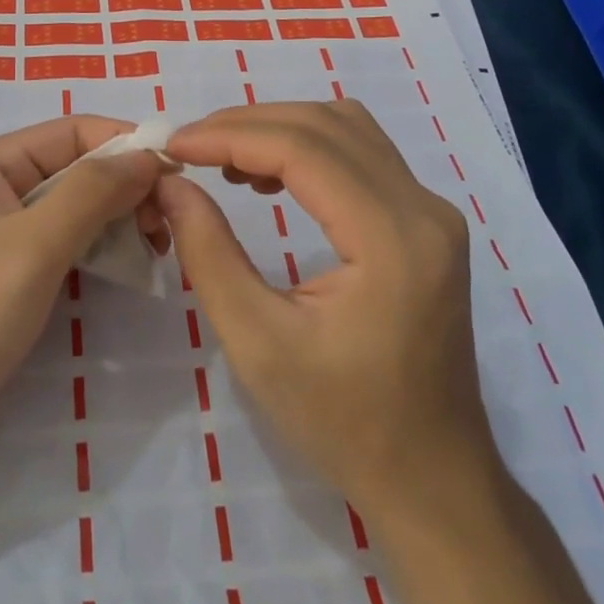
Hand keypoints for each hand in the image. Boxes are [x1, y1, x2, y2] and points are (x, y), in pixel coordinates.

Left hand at [0, 117, 170, 482]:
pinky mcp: (12, 277)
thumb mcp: (33, 245)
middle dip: (126, 187)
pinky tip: (130, 267)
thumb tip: (150, 154)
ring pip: (76, 208)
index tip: (179, 169)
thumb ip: (93, 192)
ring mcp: (3, 236)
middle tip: (168, 223)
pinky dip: (100, 249)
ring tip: (158, 247)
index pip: (72, 132)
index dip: (126, 143)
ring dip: (118, 220)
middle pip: (76, 168)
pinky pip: (67, 245)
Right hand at [160, 100, 493, 516]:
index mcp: (392, 240)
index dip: (230, 136)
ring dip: (278, 129)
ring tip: (221, 158)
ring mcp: (432, 212)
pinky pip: (361, 154)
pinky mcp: (426, 221)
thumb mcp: (258, 343)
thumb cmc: (343, 422)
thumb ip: (209, 253)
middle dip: (248, 124)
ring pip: (346, 128)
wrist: (432, 479)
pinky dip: (307, 148)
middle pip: (326, 125)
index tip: (173, 146)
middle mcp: (423, 209)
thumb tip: (170, 184)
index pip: (303, 149)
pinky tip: (266, 178)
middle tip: (189, 148)